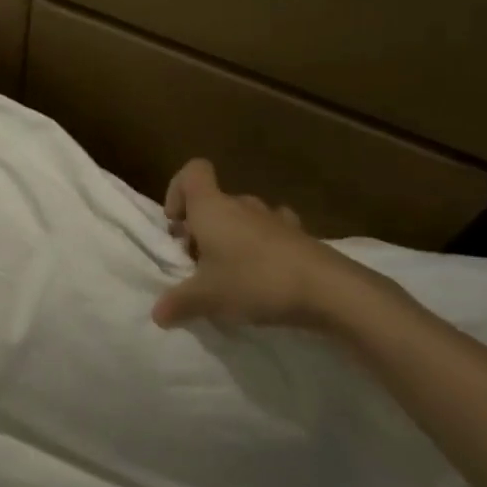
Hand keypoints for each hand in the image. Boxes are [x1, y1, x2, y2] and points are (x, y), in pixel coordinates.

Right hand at [151, 159, 378, 329]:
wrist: (329, 290)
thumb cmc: (255, 281)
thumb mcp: (207, 298)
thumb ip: (178, 303)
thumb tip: (158, 314)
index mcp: (212, 207)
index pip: (191, 172)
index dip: (177, 191)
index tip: (177, 225)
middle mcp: (241, 204)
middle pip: (214, 201)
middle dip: (201, 228)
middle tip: (198, 264)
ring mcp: (274, 218)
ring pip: (242, 217)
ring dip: (232, 238)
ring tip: (231, 273)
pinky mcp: (301, 237)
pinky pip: (272, 233)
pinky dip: (263, 248)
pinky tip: (265, 275)